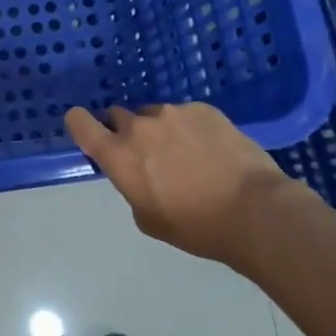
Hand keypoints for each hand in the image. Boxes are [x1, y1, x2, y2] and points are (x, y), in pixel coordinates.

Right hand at [65, 103, 297, 268]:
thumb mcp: (147, 218)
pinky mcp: (204, 109)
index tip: (89, 132)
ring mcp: (173, 113)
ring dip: (160, 130)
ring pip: (154, 115)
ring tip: (187, 155)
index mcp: (118, 155)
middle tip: (148, 156)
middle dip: (126, 133)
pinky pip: (186, 114)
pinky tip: (212, 150)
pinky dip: (190, 128)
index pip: (79, 122)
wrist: (256, 211)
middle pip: (117, 116)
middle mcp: (139, 126)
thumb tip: (138, 172)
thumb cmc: (196, 226)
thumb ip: (131, 186)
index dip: (80, 124)